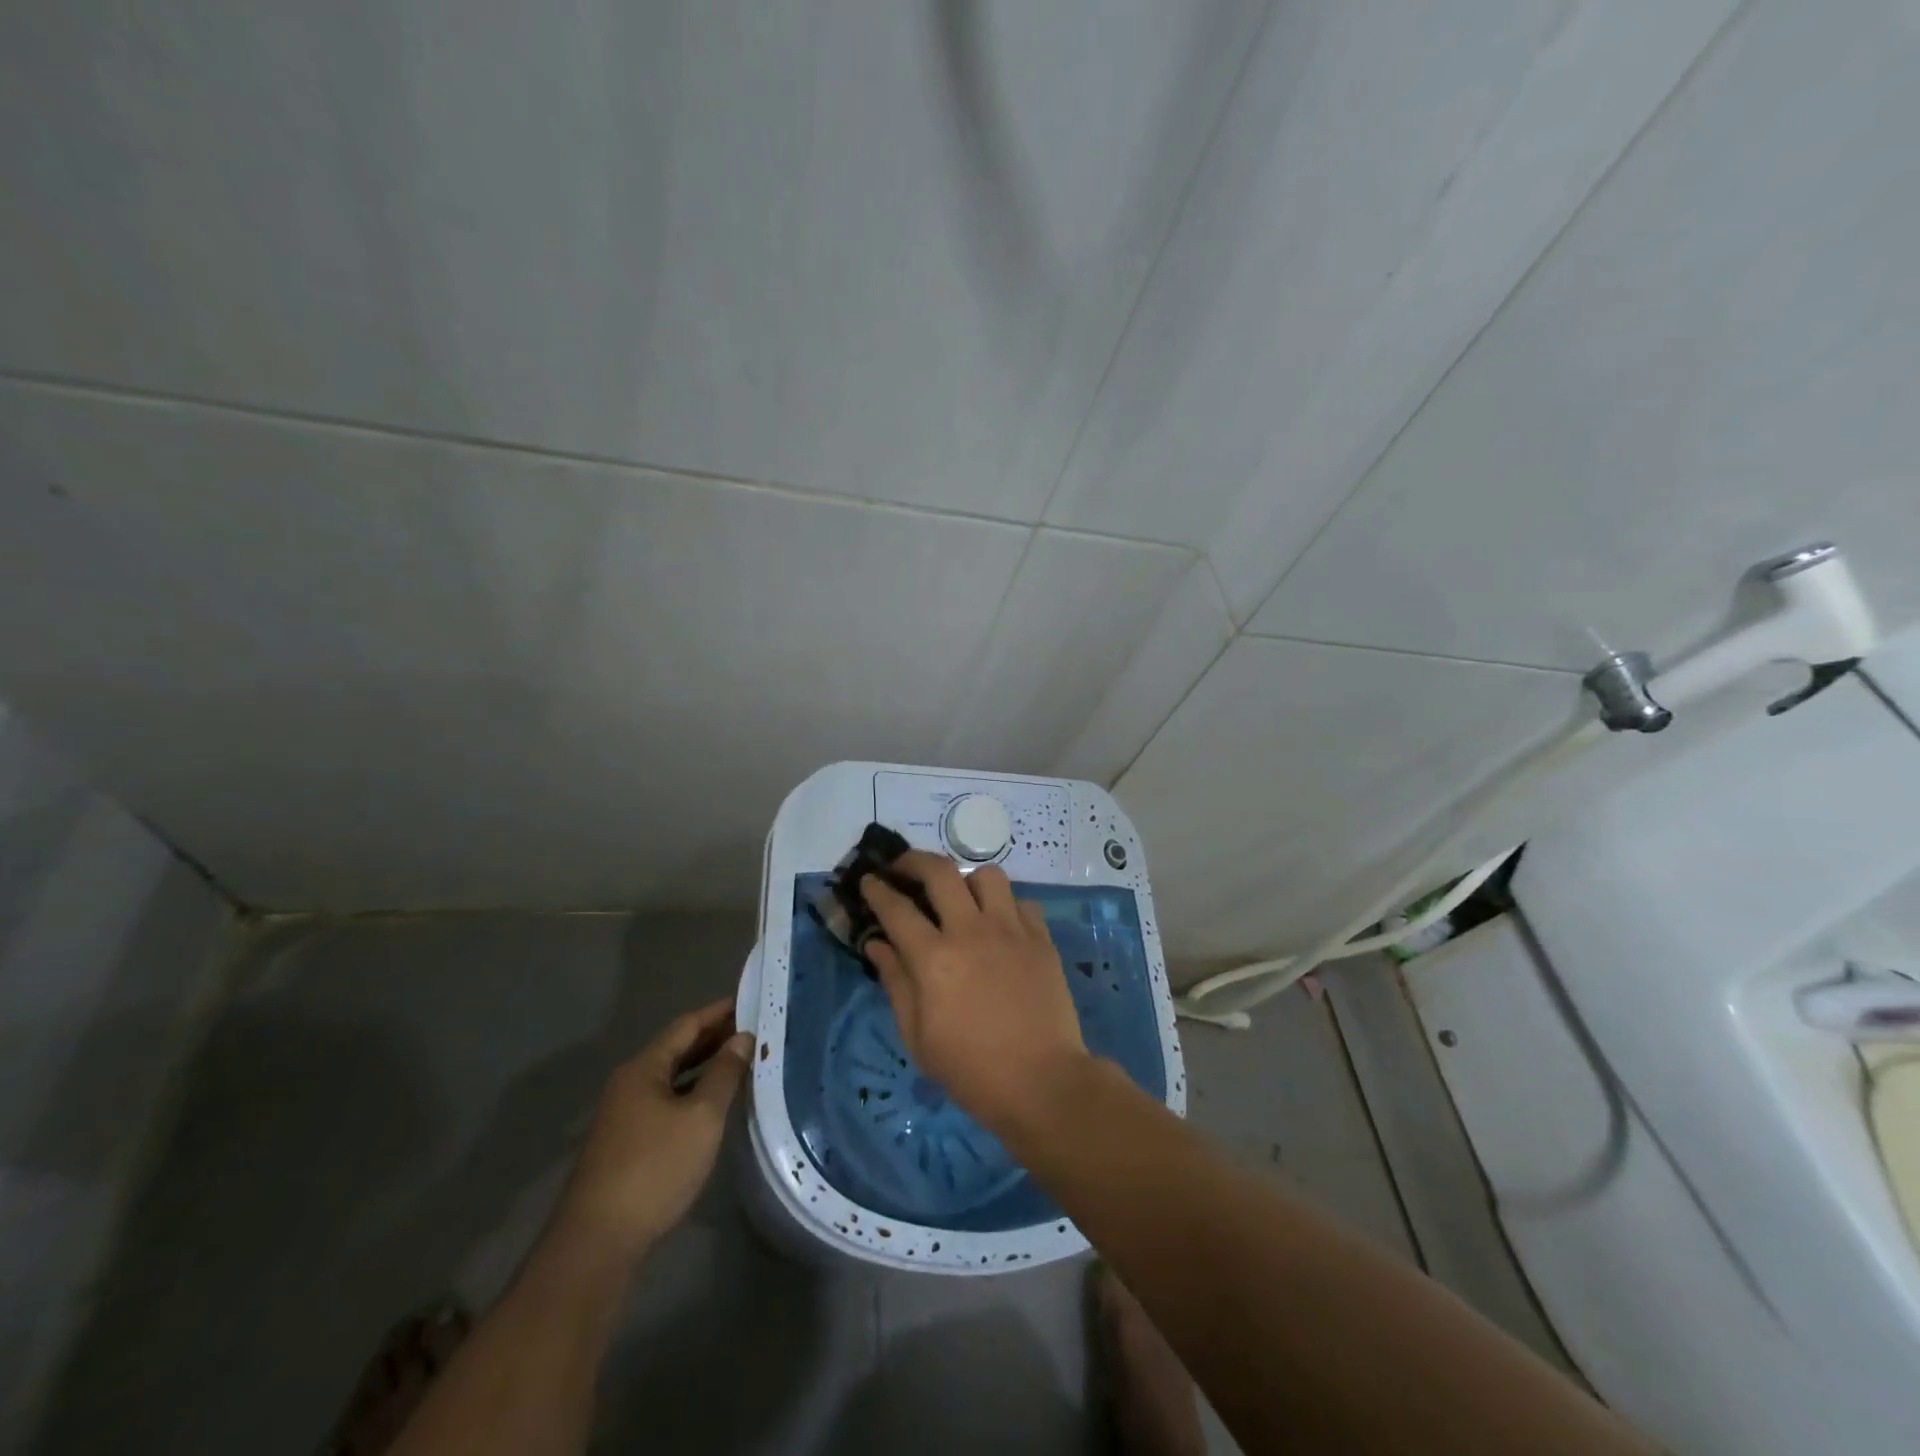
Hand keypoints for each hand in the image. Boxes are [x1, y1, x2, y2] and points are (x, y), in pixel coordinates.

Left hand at [549, 999, 752, 1265]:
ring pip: (671, 1077)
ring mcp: (624, 1115)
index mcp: (643, 1068)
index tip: (751, 1001)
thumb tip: (743, 1038)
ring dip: (704, 1066)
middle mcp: (629, 1083)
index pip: (687, 1025)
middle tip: (754, 1029)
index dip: (719, 1012)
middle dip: (714, 1037)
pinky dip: (692, 1092)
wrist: (598, 1243)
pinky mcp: (626, 1143)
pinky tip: (713, 1103)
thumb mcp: (701, 1117)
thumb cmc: (655, 1168)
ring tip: (742, 1061)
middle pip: (677, 1048)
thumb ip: (724, 1073)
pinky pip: (666, 1101)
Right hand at [860, 851, 1089, 1136]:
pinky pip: (1021, 901)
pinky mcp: (1041, 939)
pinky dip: (1005, 906)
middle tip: (903, 869)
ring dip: (966, 879)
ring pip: (987, 875)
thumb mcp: (918, 1037)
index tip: (869, 880)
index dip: (877, 890)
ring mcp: (1011, 930)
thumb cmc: (971, 1070)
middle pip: (940, 872)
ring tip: (959, 896)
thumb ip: (896, 983)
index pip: (897, 909)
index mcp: (934, 959)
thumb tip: (877, 945)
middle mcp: (971, 931)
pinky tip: (999, 924)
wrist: (1042, 1082)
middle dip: (914, 861)